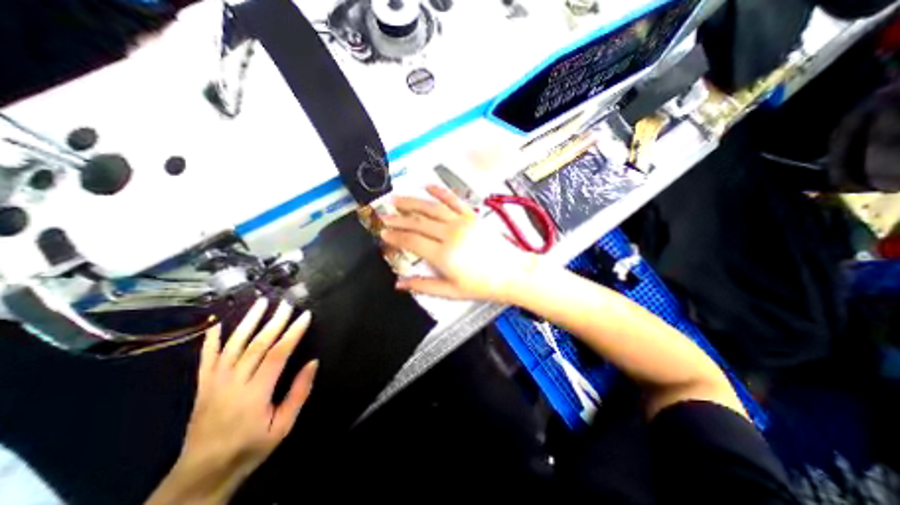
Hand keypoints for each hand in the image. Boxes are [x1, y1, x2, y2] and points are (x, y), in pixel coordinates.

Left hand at [146, 301, 318, 504]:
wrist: (202, 474)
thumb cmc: (250, 447)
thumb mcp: (283, 426)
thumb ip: (299, 393)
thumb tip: (313, 362)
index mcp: (255, 393)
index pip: (277, 354)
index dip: (292, 333)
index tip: (305, 316)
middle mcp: (233, 383)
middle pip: (256, 345)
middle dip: (274, 321)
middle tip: (286, 304)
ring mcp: (214, 382)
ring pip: (233, 345)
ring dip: (248, 321)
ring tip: (261, 302)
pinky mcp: (202, 385)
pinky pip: (206, 358)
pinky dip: (212, 338)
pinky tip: (218, 322)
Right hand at [379, 186, 539, 304]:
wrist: (512, 273)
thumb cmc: (483, 285)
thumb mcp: (451, 291)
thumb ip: (423, 286)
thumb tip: (400, 284)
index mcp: (443, 254)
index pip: (412, 241)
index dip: (395, 236)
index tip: (384, 233)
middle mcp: (450, 234)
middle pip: (418, 222)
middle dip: (398, 218)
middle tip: (384, 215)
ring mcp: (462, 222)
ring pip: (431, 208)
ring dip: (412, 202)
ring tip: (397, 199)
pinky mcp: (472, 216)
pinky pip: (453, 200)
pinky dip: (440, 192)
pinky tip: (428, 186)